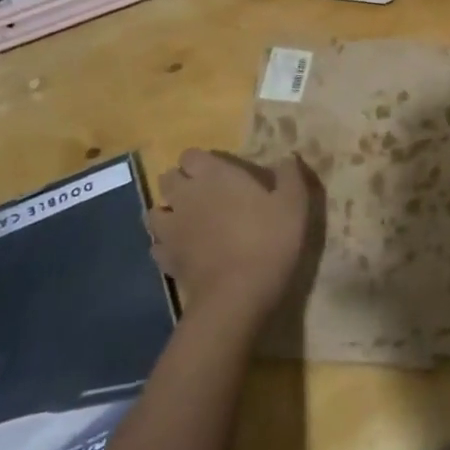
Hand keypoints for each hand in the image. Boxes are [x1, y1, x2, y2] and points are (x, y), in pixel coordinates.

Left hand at [150, 149, 314, 329]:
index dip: (201, 162)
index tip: (219, 172)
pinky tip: (183, 250)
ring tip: (188, 221)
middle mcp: (186, 196)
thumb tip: (288, 156)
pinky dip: (166, 244)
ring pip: (155, 210)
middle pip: (168, 178)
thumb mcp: (293, 203)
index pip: (191, 155)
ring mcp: (171, 228)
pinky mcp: (165, 259)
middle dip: (181, 182)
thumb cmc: (268, 240)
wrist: (238, 294)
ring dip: (168, 211)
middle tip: (205, 194)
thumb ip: (290, 175)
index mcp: (214, 175)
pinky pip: (157, 244)